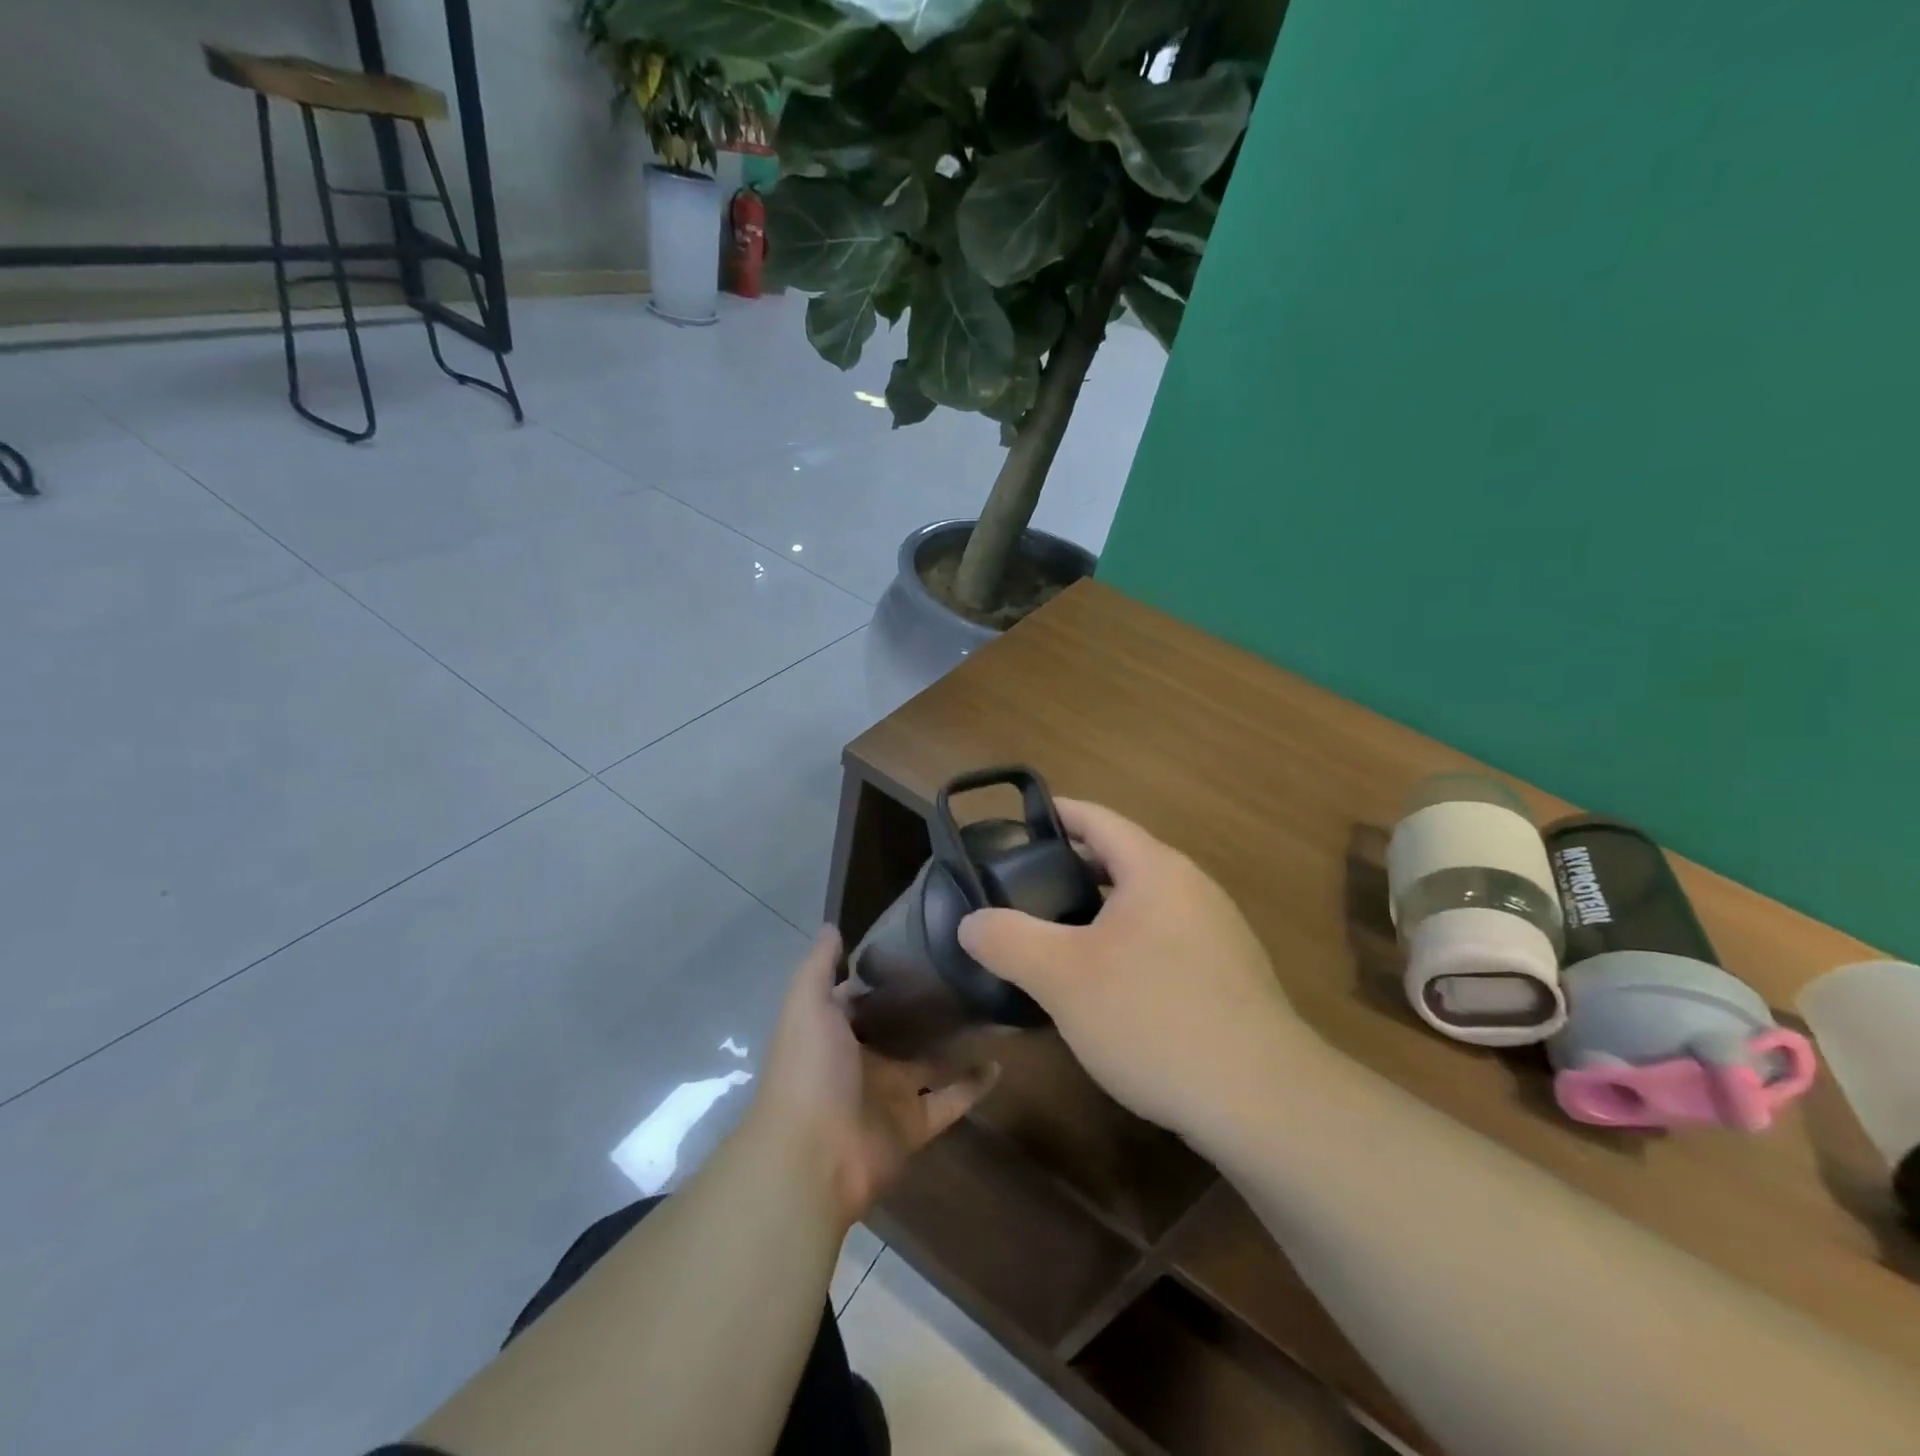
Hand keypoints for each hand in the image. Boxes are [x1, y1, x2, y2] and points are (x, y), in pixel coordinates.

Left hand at [752, 927, 996, 1226]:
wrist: (813, 1157)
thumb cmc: (809, 1069)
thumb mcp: (806, 1004)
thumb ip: (820, 965)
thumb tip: (832, 926)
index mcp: (835, 1032)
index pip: (864, 996)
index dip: (888, 974)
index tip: (925, 942)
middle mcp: (863, 1060)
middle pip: (902, 1028)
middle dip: (929, 1005)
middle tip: (970, 970)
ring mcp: (890, 1095)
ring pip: (931, 1062)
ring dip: (957, 1042)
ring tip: (992, 1009)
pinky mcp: (915, 1126)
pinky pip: (950, 1101)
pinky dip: (974, 1085)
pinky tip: (1000, 1061)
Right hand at [957, 799, 1314, 1140]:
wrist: (1262, 1100)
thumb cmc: (1153, 1017)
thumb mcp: (1063, 977)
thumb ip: (1008, 940)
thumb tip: (971, 923)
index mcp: (1156, 869)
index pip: (1097, 819)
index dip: (1055, 814)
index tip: (1015, 826)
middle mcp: (1192, 888)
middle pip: (1120, 860)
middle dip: (1069, 869)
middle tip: (1020, 890)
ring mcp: (1217, 933)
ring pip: (1142, 905)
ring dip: (1098, 912)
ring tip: (1054, 938)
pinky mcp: (1228, 976)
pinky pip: (1163, 941)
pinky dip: (1126, 945)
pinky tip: (1105, 987)